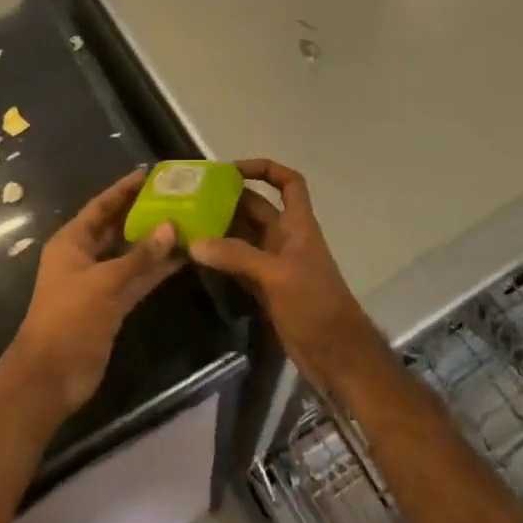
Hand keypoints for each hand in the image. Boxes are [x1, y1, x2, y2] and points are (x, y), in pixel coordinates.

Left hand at [9, 170, 181, 417]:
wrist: (51, 377)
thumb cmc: (69, 319)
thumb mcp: (104, 283)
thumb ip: (139, 256)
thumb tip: (171, 227)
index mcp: (72, 242)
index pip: (101, 207)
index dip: (124, 190)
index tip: (151, 174)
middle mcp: (85, 256)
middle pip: (117, 227)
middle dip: (144, 213)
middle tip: (177, 197)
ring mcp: (99, 281)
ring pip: (130, 254)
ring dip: (155, 242)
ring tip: (187, 223)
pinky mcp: (112, 304)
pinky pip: (137, 278)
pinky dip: (156, 269)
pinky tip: (182, 258)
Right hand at [191, 160, 386, 393]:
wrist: (335, 354)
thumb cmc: (315, 303)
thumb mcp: (276, 275)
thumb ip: (237, 256)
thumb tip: (195, 242)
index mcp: (297, 224)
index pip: (288, 182)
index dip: (265, 169)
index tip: (232, 169)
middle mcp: (285, 238)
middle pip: (257, 208)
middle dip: (228, 200)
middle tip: (192, 198)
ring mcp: (274, 263)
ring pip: (244, 236)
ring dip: (220, 230)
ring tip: (186, 224)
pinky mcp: (265, 288)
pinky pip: (238, 264)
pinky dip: (220, 259)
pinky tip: (196, 257)